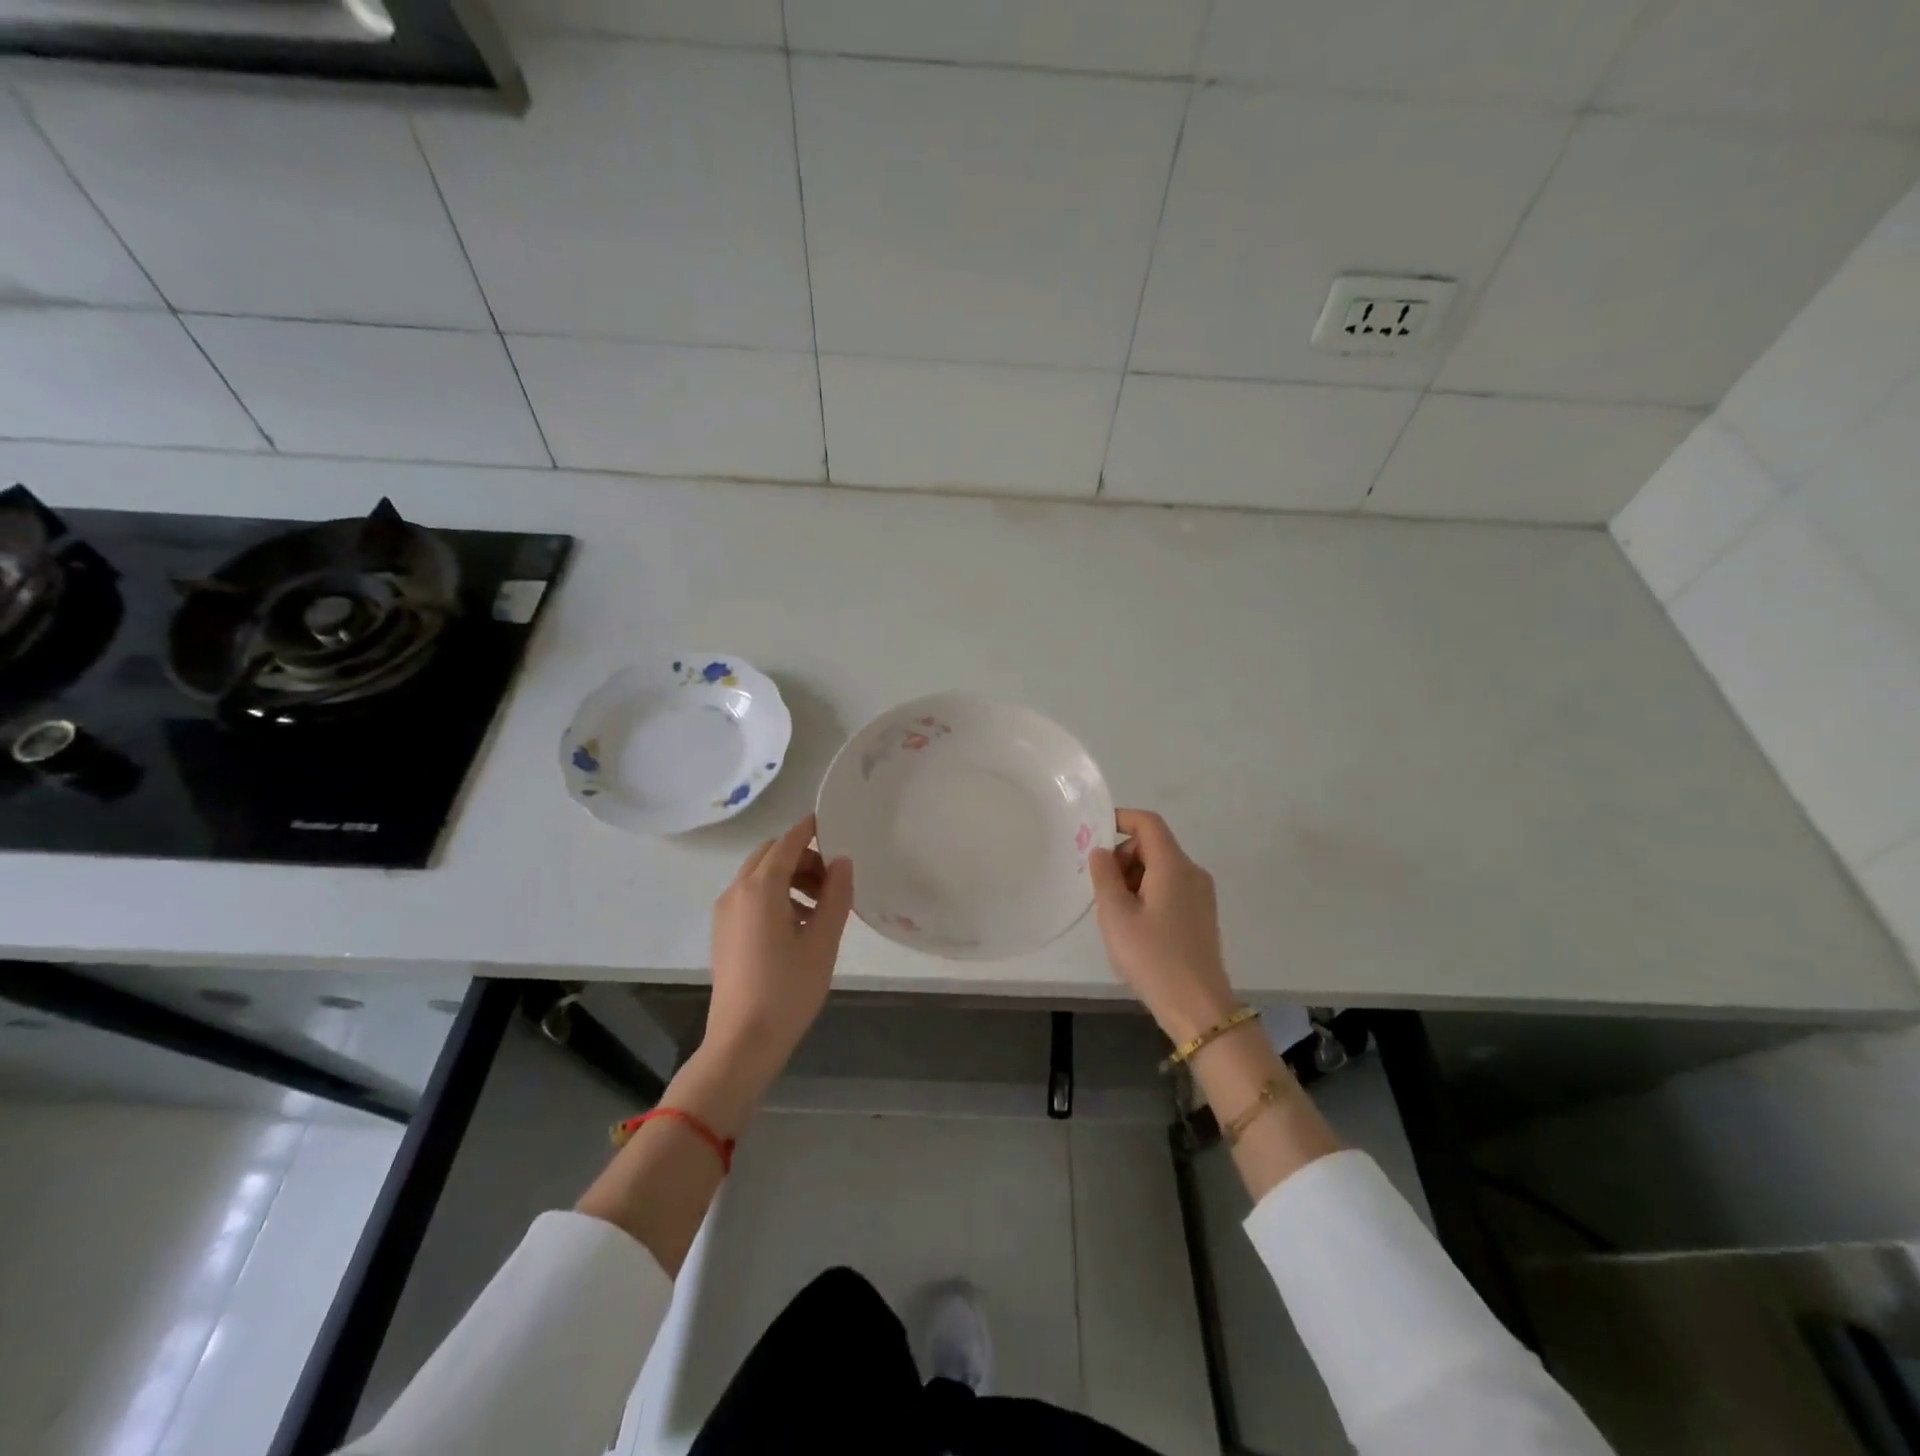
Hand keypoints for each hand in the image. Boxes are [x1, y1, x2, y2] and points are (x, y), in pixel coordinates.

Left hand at [705, 814, 853, 1087]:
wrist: (742, 1043)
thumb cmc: (788, 990)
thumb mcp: (822, 942)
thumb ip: (836, 896)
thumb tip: (842, 862)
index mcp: (760, 888)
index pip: (787, 842)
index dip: (810, 829)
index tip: (834, 824)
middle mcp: (737, 892)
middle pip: (770, 855)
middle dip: (802, 857)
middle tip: (833, 879)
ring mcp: (726, 913)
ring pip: (759, 876)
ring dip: (790, 877)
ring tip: (821, 905)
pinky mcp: (724, 932)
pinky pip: (750, 897)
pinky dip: (775, 895)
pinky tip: (799, 924)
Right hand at [1088, 809, 1235, 1042]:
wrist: (1198, 1007)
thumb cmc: (1153, 957)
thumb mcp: (1116, 915)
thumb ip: (1104, 876)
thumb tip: (1102, 851)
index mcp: (1173, 865)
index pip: (1148, 823)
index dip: (1121, 819)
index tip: (1094, 832)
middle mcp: (1192, 872)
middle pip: (1154, 845)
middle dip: (1123, 856)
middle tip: (1101, 888)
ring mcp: (1201, 895)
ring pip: (1161, 868)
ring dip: (1133, 877)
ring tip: (1115, 912)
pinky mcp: (1201, 915)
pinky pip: (1170, 888)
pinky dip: (1148, 893)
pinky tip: (1135, 925)